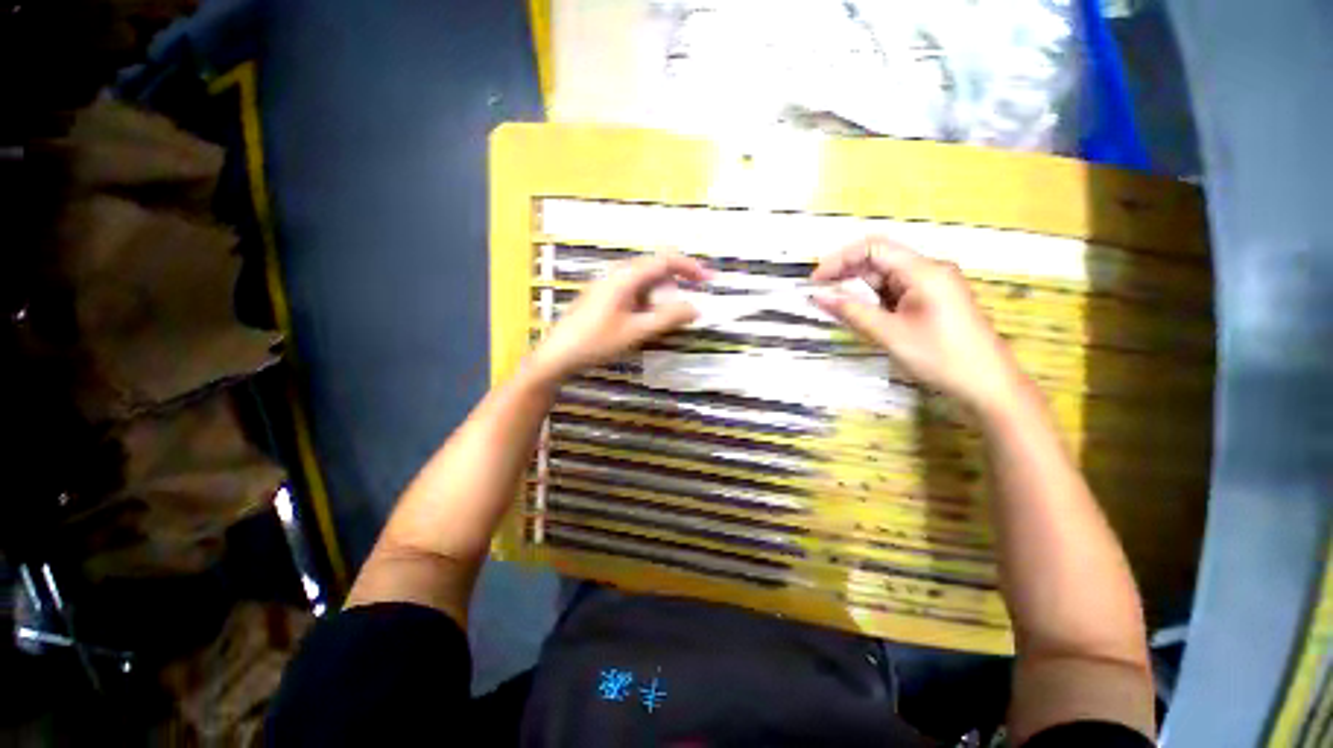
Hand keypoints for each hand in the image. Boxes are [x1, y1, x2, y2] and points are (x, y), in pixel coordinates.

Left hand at [528, 251, 708, 382]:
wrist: (558, 354)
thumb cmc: (596, 342)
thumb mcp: (637, 331)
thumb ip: (668, 318)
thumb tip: (695, 308)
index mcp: (626, 276)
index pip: (665, 260)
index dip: (690, 267)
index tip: (708, 280)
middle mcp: (617, 274)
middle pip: (655, 269)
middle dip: (677, 283)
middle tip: (691, 303)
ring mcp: (608, 285)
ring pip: (644, 282)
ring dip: (662, 295)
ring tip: (669, 317)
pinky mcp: (603, 297)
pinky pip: (633, 292)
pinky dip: (648, 302)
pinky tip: (647, 319)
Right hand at [810, 237, 1025, 413]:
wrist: (988, 385)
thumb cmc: (940, 358)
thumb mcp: (890, 334)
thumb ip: (852, 312)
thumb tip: (818, 296)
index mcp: (923, 271)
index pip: (873, 248)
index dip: (840, 259)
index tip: (816, 281)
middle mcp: (928, 271)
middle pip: (879, 260)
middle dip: (846, 274)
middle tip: (819, 295)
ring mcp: (932, 286)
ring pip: (885, 278)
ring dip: (858, 289)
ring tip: (834, 307)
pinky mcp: (932, 301)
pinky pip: (895, 292)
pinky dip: (873, 300)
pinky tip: (859, 314)